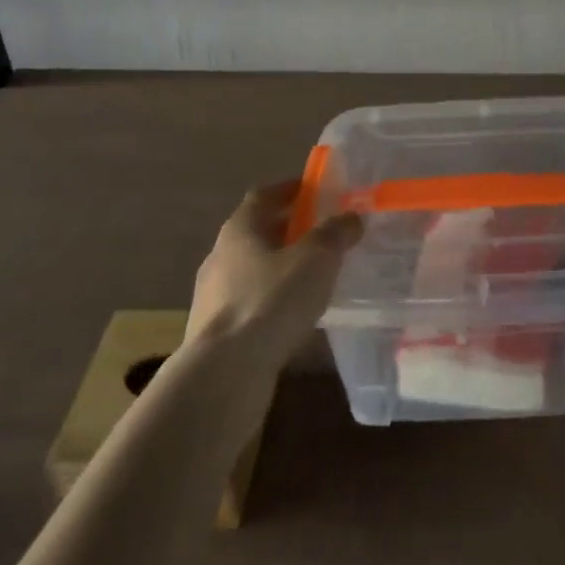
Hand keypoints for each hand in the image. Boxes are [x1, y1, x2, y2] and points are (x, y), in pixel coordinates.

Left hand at [187, 180, 362, 371]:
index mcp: (240, 229)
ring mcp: (214, 298)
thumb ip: (335, 233)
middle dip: (291, 230)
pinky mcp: (216, 334)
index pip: (265, 195)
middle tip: (325, 232)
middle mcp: (220, 256)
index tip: (317, 190)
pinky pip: (252, 305)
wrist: (224, 375)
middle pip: (259, 233)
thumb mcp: (316, 258)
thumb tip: (351, 217)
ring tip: (316, 276)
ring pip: (254, 271)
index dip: (291, 189)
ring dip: (282, 269)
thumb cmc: (271, 300)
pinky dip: (274, 302)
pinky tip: (296, 316)